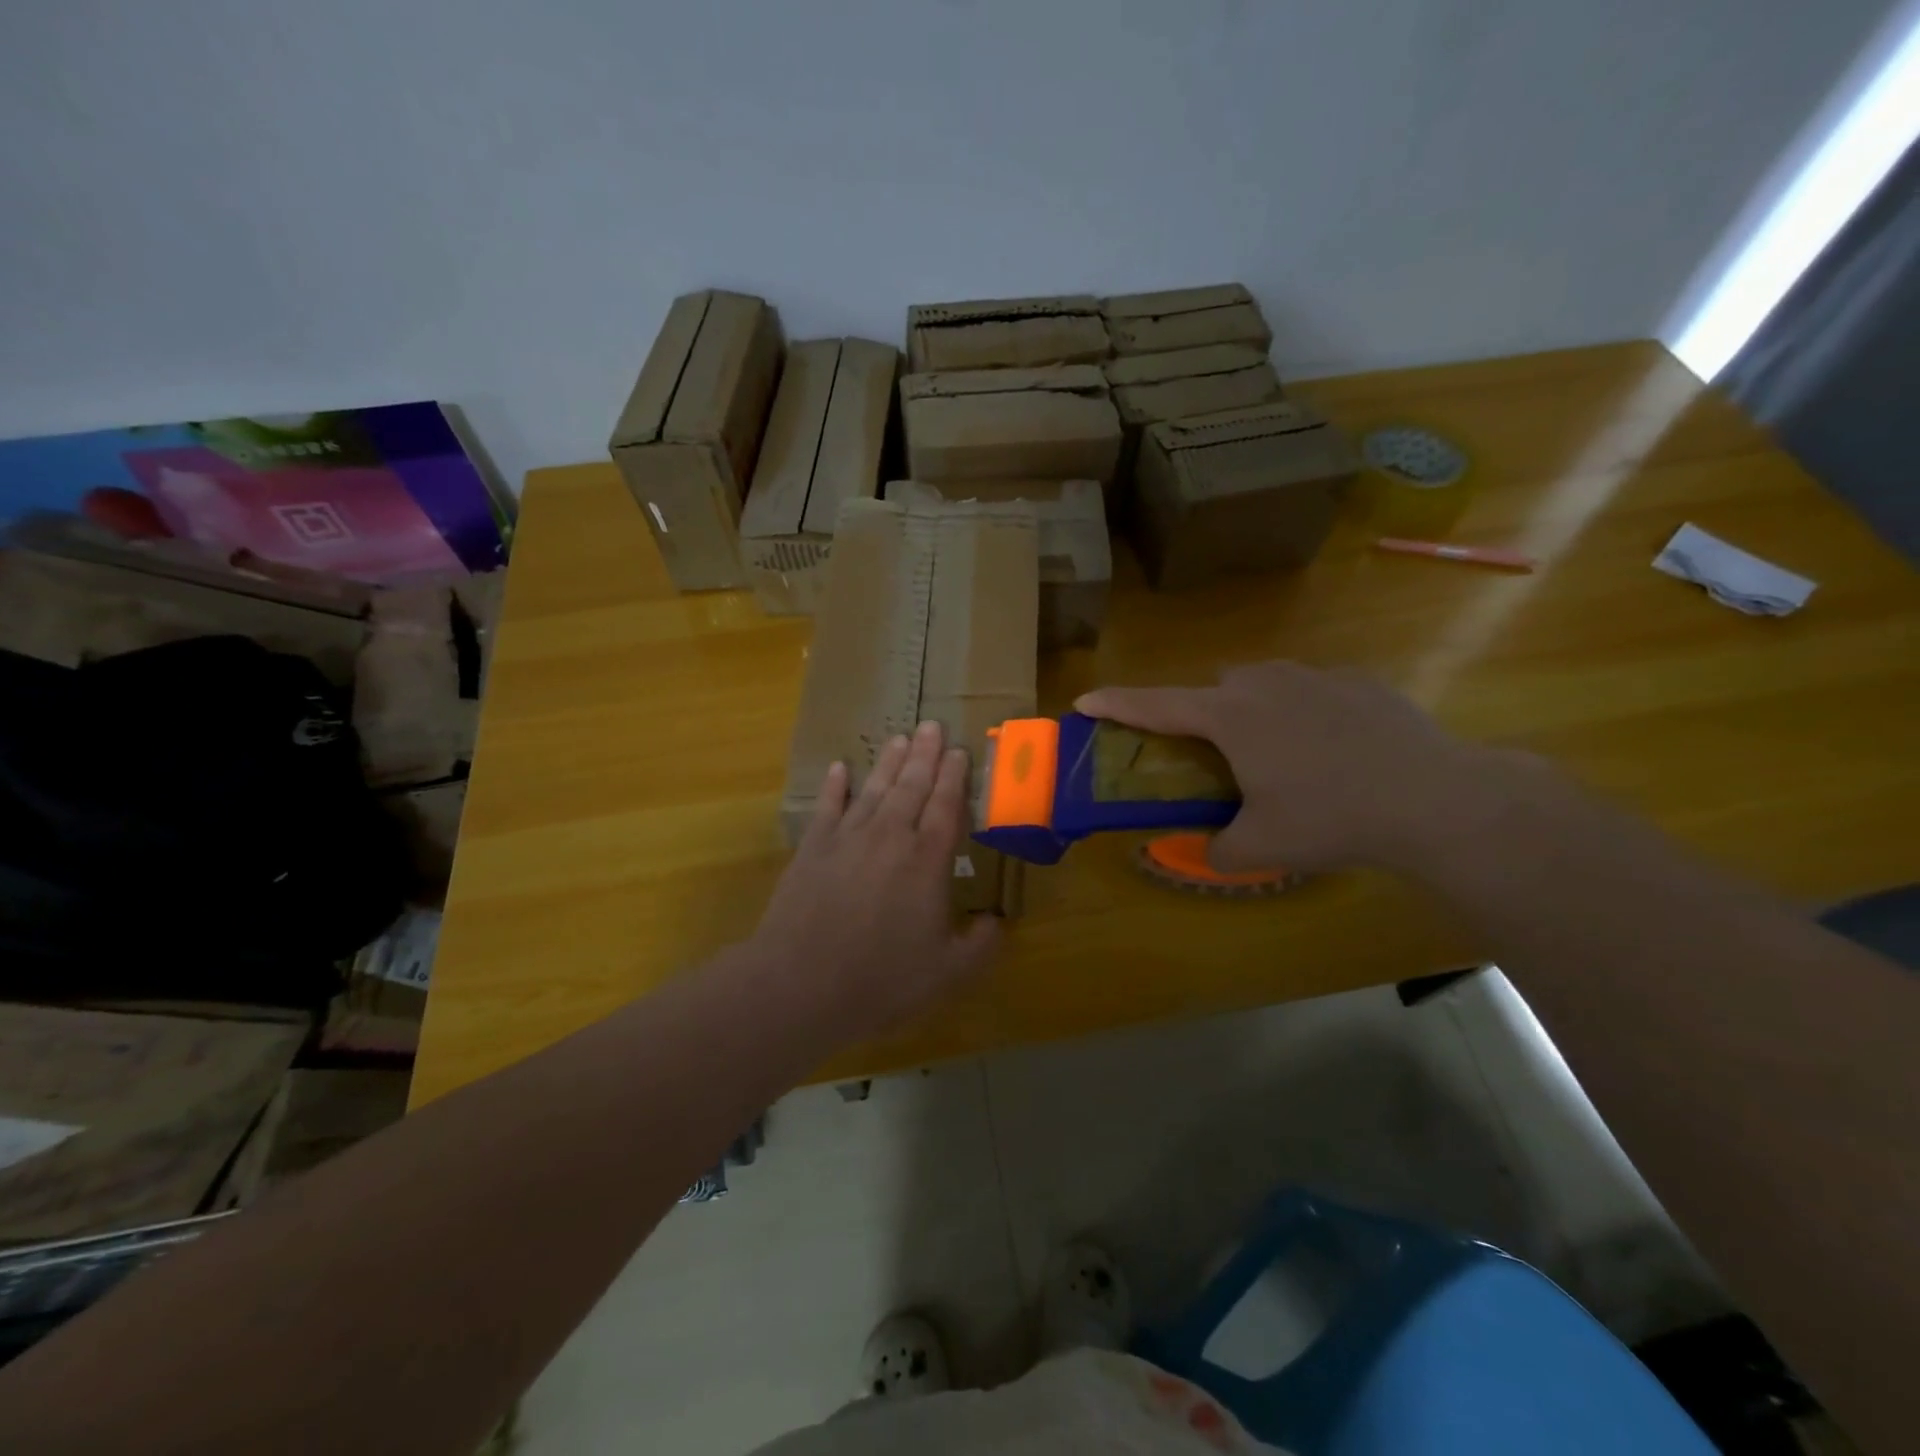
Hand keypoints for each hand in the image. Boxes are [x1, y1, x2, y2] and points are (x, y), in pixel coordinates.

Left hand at [748, 721, 1001, 1042]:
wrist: (801, 983)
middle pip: (912, 785)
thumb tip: (997, 923)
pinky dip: (835, 786)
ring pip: (874, 789)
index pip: (946, 806)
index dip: (954, 776)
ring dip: (888, 762)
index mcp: (927, 860)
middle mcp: (890, 836)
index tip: (959, 750)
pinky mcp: (813, 848)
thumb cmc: (881, 979)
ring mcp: (848, 838)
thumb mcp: (947, 973)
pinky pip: (828, 806)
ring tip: (899, 738)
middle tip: (932, 725)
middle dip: (925, 754)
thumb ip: (980, 946)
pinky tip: (840, 768)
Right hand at [1077, 660, 1513, 874]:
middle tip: (1214, 756)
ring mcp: (1314, 676)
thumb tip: (1212, 850)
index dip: (1116, 704)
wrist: (1434, 798)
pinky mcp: (1358, 681)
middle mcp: (1264, 683)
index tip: (1084, 700)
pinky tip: (1331, 748)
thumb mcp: (1263, 847)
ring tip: (1276, 752)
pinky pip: (1311, 688)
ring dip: (1253, 709)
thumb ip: (1222, 849)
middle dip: (1202, 713)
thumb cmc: (1332, 817)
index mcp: (1230, 716)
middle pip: (1213, 688)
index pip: (1155, 704)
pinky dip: (1304, 710)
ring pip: (1262, 682)